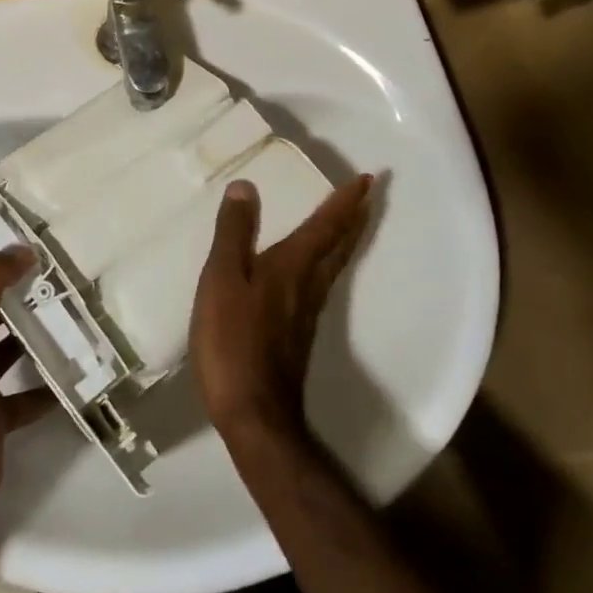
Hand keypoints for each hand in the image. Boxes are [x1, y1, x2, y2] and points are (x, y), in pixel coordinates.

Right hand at [191, 175, 375, 448]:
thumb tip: (248, 187)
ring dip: (344, 239)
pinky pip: (321, 284)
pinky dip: (327, 263)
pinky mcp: (298, 334)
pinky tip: (313, 271)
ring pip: (333, 266)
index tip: (368, 179)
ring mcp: (306, 312)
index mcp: (292, 266)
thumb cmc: (233, 341)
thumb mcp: (223, 279)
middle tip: (369, 195)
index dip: (345, 201)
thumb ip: (234, 233)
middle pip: (339, 245)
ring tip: (349, 223)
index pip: (325, 226)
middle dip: (353, 217)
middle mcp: (307, 285)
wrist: (254, 413)